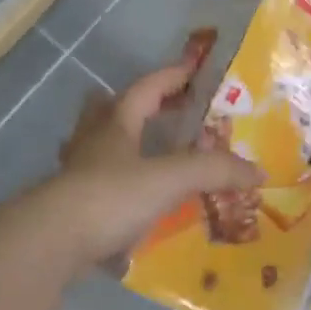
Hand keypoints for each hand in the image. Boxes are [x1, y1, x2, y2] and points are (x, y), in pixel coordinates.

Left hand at [51, 53, 261, 265]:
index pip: (146, 88)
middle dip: (135, 105)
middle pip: (109, 110)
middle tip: (162, 108)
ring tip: (141, 151)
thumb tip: (258, 171)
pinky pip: (96, 186)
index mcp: (116, 124)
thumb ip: (214, 171)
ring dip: (118, 143)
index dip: (170, 76)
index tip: (192, 68)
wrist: (52, 241)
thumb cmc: (111, 197)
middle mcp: (92, 142)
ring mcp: (76, 173)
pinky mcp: (71, 206)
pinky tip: (129, 203)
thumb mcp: (169, 179)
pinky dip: (114, 186)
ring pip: (96, 146)